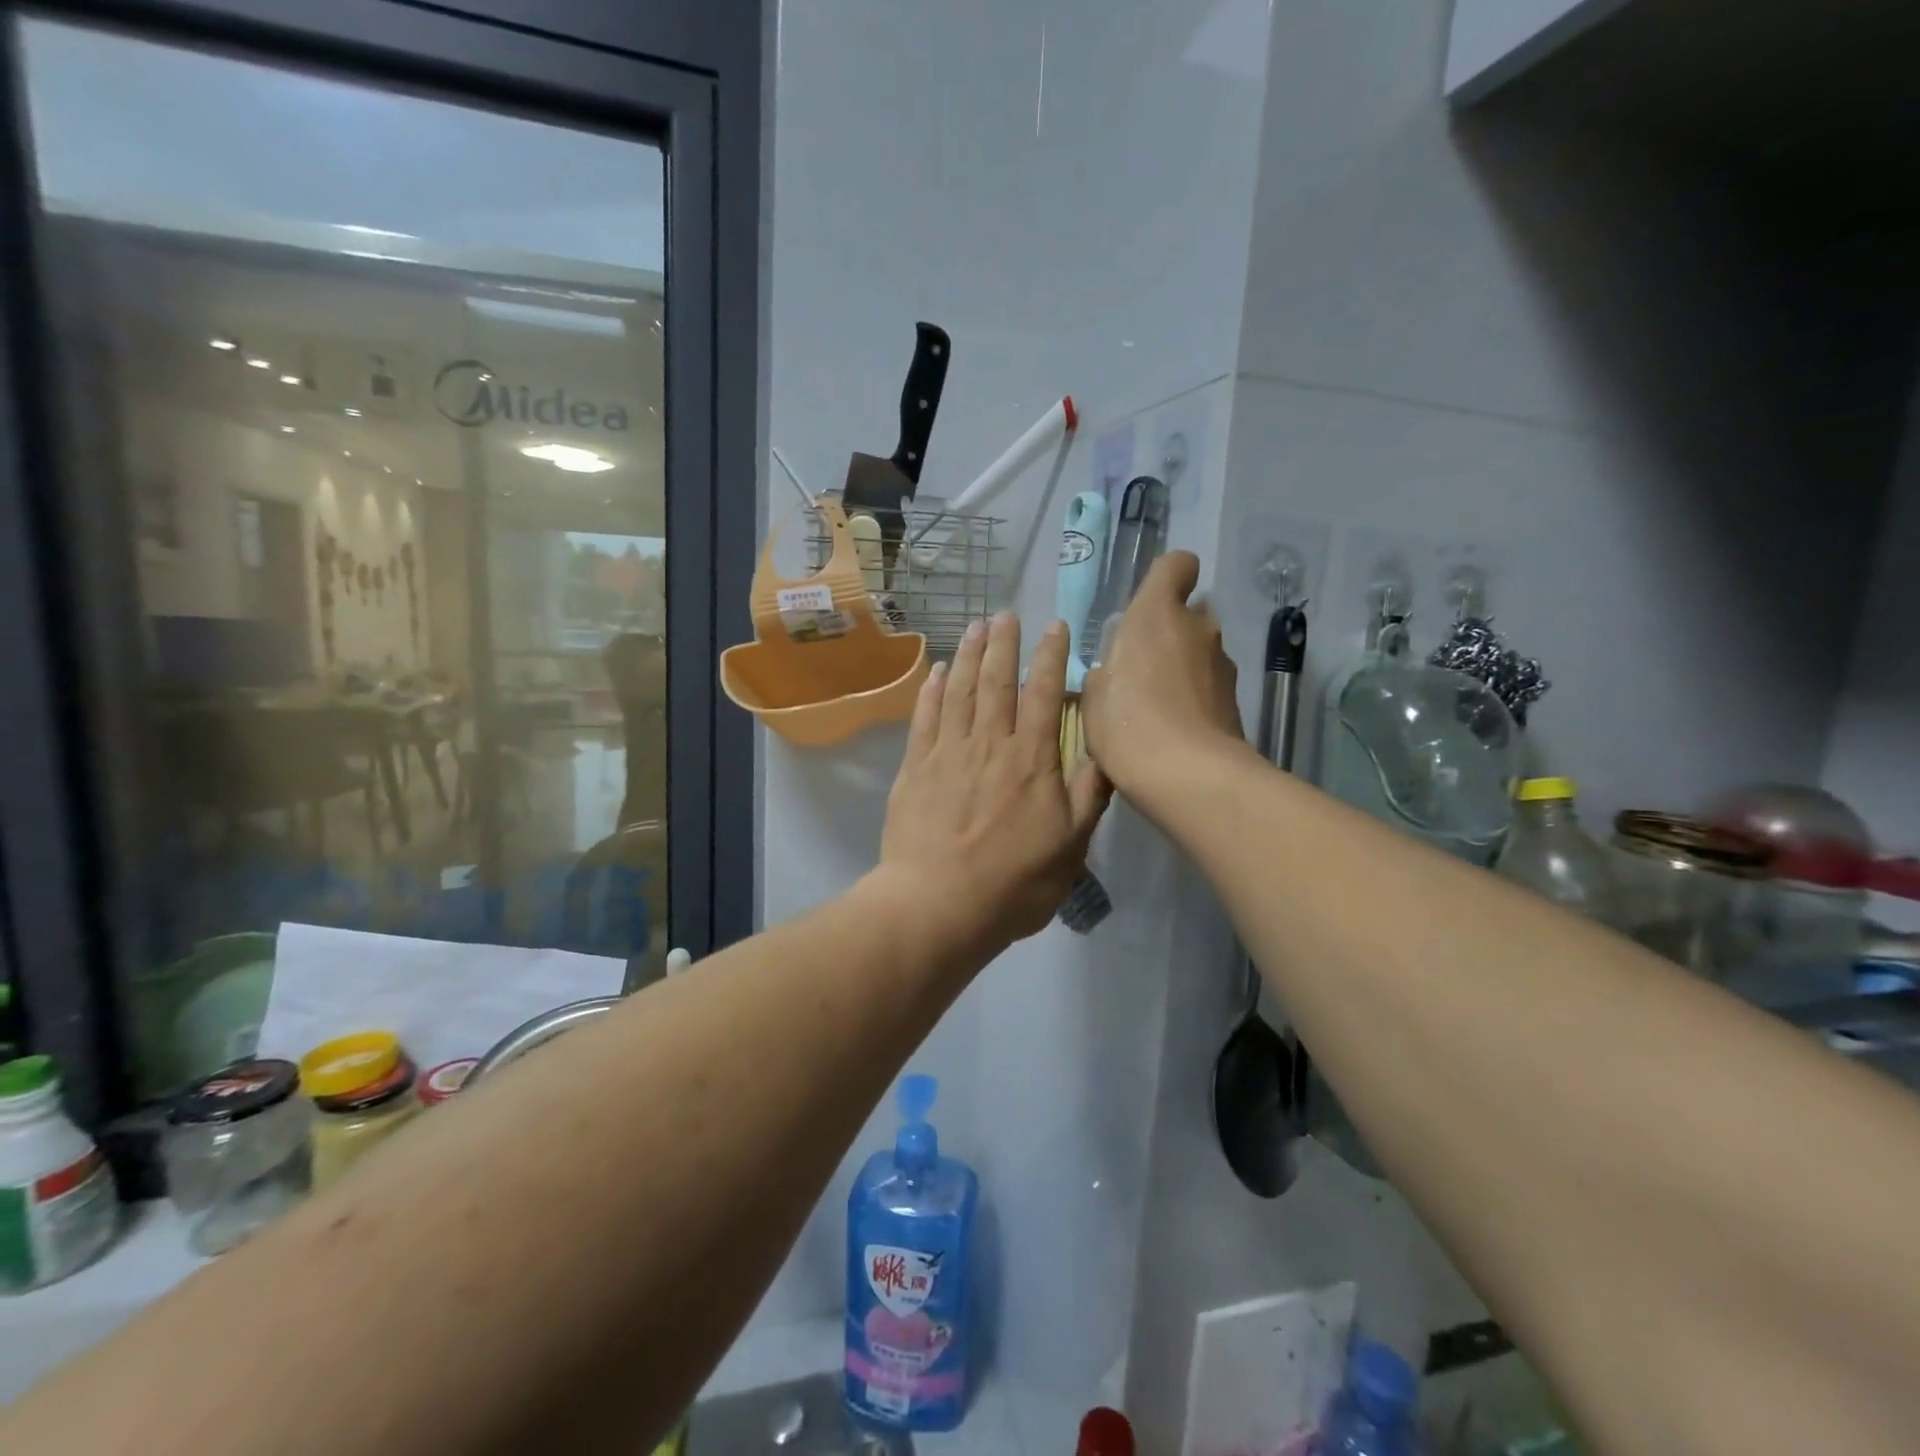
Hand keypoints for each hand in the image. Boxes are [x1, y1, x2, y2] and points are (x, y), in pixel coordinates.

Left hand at [878, 612, 1110, 955]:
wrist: (938, 905)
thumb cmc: (1013, 882)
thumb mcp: (1071, 847)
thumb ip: (1088, 795)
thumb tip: (1108, 752)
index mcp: (1031, 760)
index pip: (1043, 695)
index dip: (1050, 657)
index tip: (1054, 627)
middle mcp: (989, 744)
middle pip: (997, 682)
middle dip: (1004, 644)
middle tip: (1006, 614)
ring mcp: (948, 753)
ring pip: (960, 691)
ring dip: (969, 656)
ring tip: (975, 628)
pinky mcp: (916, 768)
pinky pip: (925, 718)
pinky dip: (932, 690)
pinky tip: (937, 671)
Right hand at [1081, 551, 1244, 800]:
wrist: (1188, 775)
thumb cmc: (1128, 724)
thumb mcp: (1093, 697)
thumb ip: (1106, 672)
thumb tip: (1117, 670)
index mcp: (1156, 614)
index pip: (1177, 565)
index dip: (1166, 578)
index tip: (1149, 604)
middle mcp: (1198, 628)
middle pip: (1189, 614)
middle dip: (1169, 633)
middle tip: (1140, 669)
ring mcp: (1223, 664)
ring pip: (1200, 652)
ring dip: (1182, 668)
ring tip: (1157, 707)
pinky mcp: (1236, 700)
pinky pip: (1208, 686)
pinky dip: (1195, 698)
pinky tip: (1175, 729)